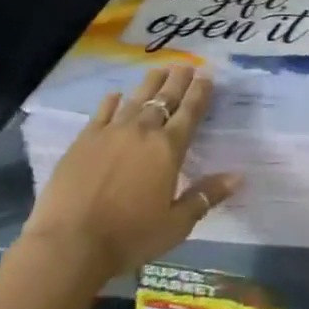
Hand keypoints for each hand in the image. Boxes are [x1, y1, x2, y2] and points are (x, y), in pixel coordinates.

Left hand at [24, 64, 239, 280]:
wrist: (70, 243)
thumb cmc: (129, 237)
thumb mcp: (176, 225)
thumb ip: (205, 196)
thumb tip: (238, 177)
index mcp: (168, 149)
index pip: (190, 112)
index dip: (200, 92)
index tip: (207, 75)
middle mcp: (143, 131)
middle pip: (164, 98)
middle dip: (178, 80)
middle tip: (186, 65)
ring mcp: (111, 132)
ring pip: (136, 98)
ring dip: (150, 83)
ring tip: (159, 70)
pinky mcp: (84, 140)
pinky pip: (102, 112)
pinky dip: (112, 101)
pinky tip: (116, 94)